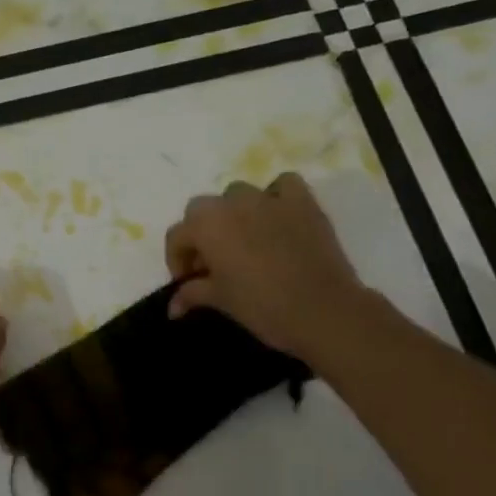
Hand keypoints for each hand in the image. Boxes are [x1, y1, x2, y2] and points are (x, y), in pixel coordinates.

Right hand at [164, 173, 362, 357]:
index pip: (177, 236)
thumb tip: (173, 307)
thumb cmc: (262, 306)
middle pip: (203, 209)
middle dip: (201, 234)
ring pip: (238, 194)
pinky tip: (276, 218)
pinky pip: (283, 185)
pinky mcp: (303, 201)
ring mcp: (269, 198)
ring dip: (234, 214)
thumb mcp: (220, 300)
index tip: (187, 283)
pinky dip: (275, 196)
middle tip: (212, 265)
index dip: (177, 261)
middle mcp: (233, 203)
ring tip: (244, 242)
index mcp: (206, 225)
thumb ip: (192, 294)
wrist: (322, 310)